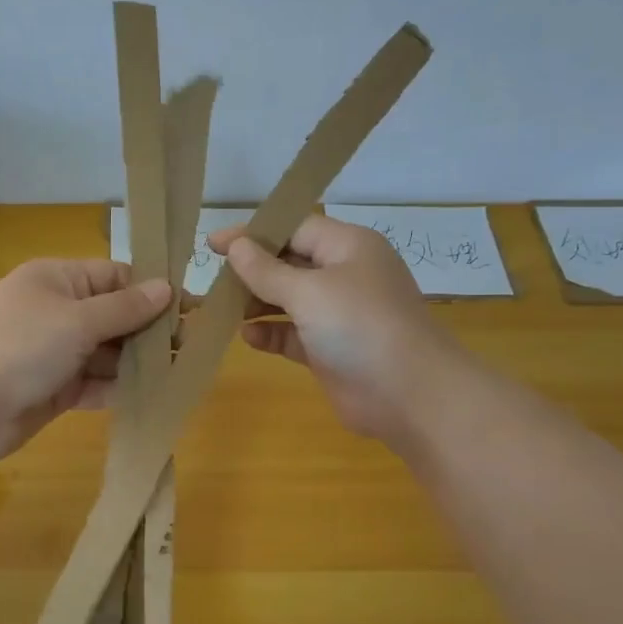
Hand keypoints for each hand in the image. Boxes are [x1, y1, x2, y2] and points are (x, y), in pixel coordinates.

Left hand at [0, 258, 172, 462]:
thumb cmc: (21, 345)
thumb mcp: (77, 319)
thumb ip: (124, 308)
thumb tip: (166, 287)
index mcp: (58, 280)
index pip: (115, 276)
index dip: (152, 290)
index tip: (191, 307)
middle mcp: (57, 312)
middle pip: (114, 316)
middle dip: (149, 330)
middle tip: (192, 345)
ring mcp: (55, 353)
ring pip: (107, 353)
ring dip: (138, 362)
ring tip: (180, 371)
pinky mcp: (54, 389)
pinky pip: (94, 384)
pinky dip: (118, 389)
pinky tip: (152, 395)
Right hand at [210, 214, 454, 451]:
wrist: (410, 395)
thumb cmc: (360, 327)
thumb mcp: (309, 291)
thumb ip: (267, 270)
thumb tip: (236, 246)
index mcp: (347, 247)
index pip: (294, 228)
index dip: (253, 233)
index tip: (212, 244)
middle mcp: (344, 275)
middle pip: (289, 263)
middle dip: (252, 270)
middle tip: (212, 280)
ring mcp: (338, 315)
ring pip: (288, 300)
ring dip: (256, 303)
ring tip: (220, 309)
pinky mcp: (330, 350)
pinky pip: (292, 334)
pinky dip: (270, 334)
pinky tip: (247, 338)